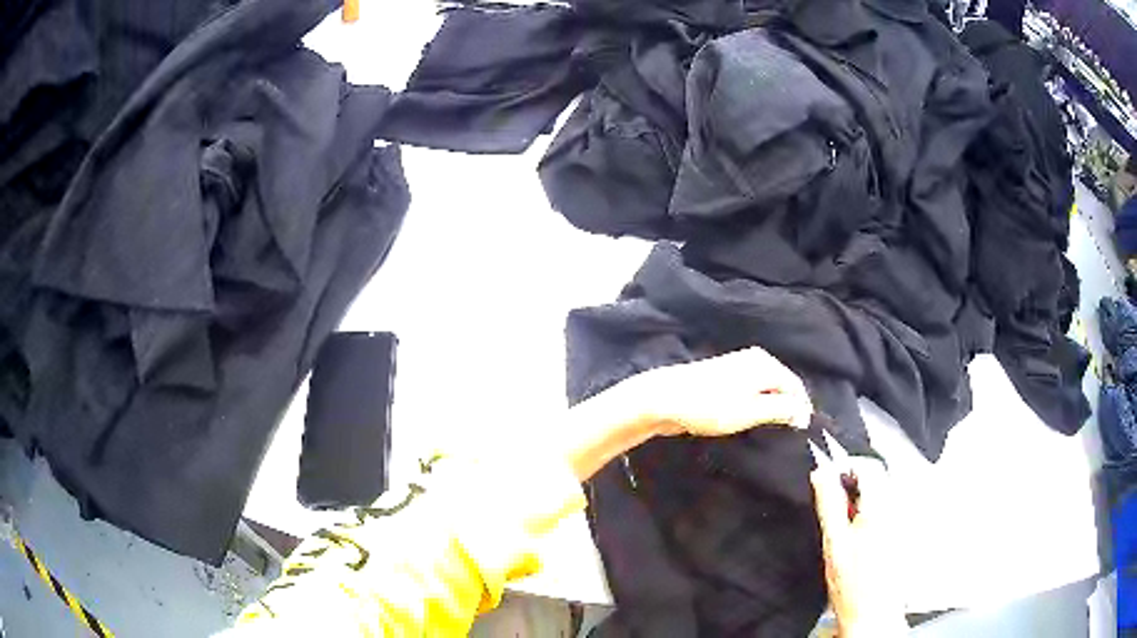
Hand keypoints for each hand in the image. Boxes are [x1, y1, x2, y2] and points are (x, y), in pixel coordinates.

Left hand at [630, 346, 812, 436]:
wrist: (663, 398)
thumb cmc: (709, 406)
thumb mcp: (750, 411)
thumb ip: (780, 409)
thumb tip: (803, 411)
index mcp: (765, 363)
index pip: (796, 385)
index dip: (802, 409)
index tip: (802, 432)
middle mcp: (755, 359)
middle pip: (782, 385)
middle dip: (788, 407)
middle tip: (788, 432)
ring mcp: (738, 366)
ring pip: (766, 389)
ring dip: (772, 407)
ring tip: (772, 429)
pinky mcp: (724, 377)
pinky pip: (751, 391)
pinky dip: (757, 404)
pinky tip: (751, 420)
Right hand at [811, 458, 906, 637]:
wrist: (872, 613)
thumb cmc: (853, 586)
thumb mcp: (833, 542)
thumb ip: (829, 504)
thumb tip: (821, 474)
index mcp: (881, 506)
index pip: (869, 465)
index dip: (847, 466)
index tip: (831, 477)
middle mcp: (899, 508)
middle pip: (879, 477)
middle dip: (855, 485)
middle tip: (836, 505)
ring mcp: (904, 520)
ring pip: (883, 494)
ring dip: (864, 500)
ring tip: (848, 525)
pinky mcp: (904, 532)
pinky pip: (889, 510)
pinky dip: (873, 514)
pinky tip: (861, 537)